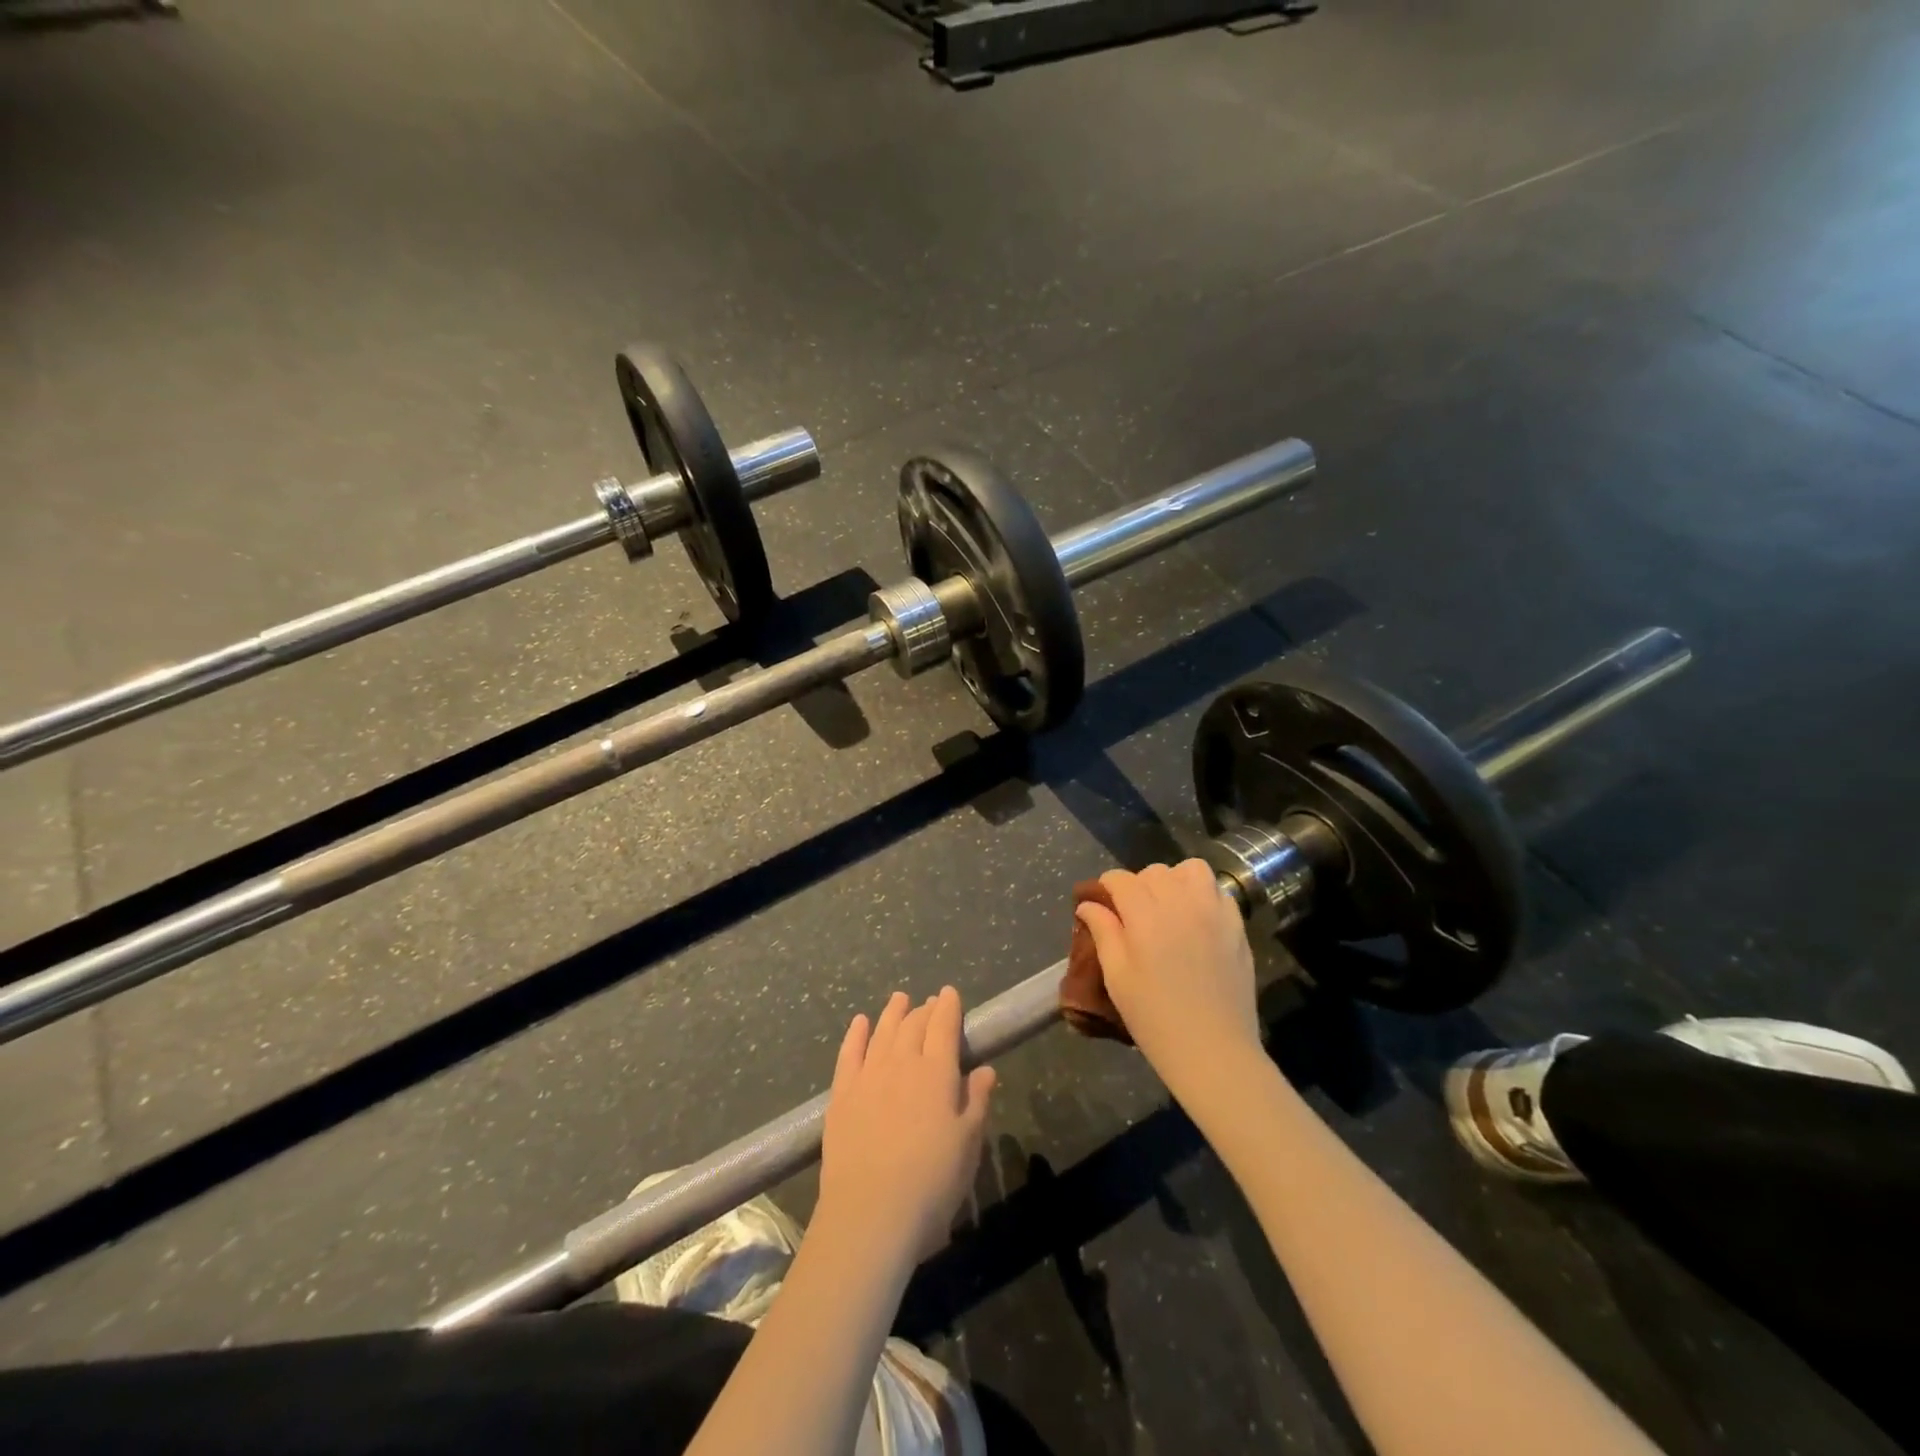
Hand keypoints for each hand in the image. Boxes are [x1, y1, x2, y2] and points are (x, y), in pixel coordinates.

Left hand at [817, 987, 996, 1268]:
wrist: (871, 1213)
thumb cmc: (932, 1182)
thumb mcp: (968, 1144)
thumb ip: (977, 1101)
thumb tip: (984, 1069)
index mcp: (937, 1072)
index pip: (944, 1026)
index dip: (948, 1007)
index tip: (950, 993)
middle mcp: (902, 1062)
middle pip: (914, 1025)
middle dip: (924, 1009)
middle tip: (929, 1002)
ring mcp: (868, 1075)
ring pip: (883, 1032)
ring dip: (893, 1012)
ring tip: (900, 999)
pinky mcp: (842, 1094)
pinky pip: (849, 1053)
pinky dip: (856, 1034)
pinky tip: (860, 1022)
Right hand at [1074, 860, 1261, 1091]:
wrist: (1213, 1050)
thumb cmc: (1155, 1018)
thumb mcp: (1117, 977)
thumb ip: (1103, 932)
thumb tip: (1089, 904)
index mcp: (1145, 915)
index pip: (1120, 879)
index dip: (1106, 887)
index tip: (1101, 905)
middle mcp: (1181, 903)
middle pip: (1154, 872)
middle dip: (1138, 885)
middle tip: (1133, 915)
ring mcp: (1214, 912)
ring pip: (1190, 870)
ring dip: (1174, 881)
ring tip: (1168, 908)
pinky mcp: (1237, 926)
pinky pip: (1218, 891)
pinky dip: (1203, 895)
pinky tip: (1196, 920)